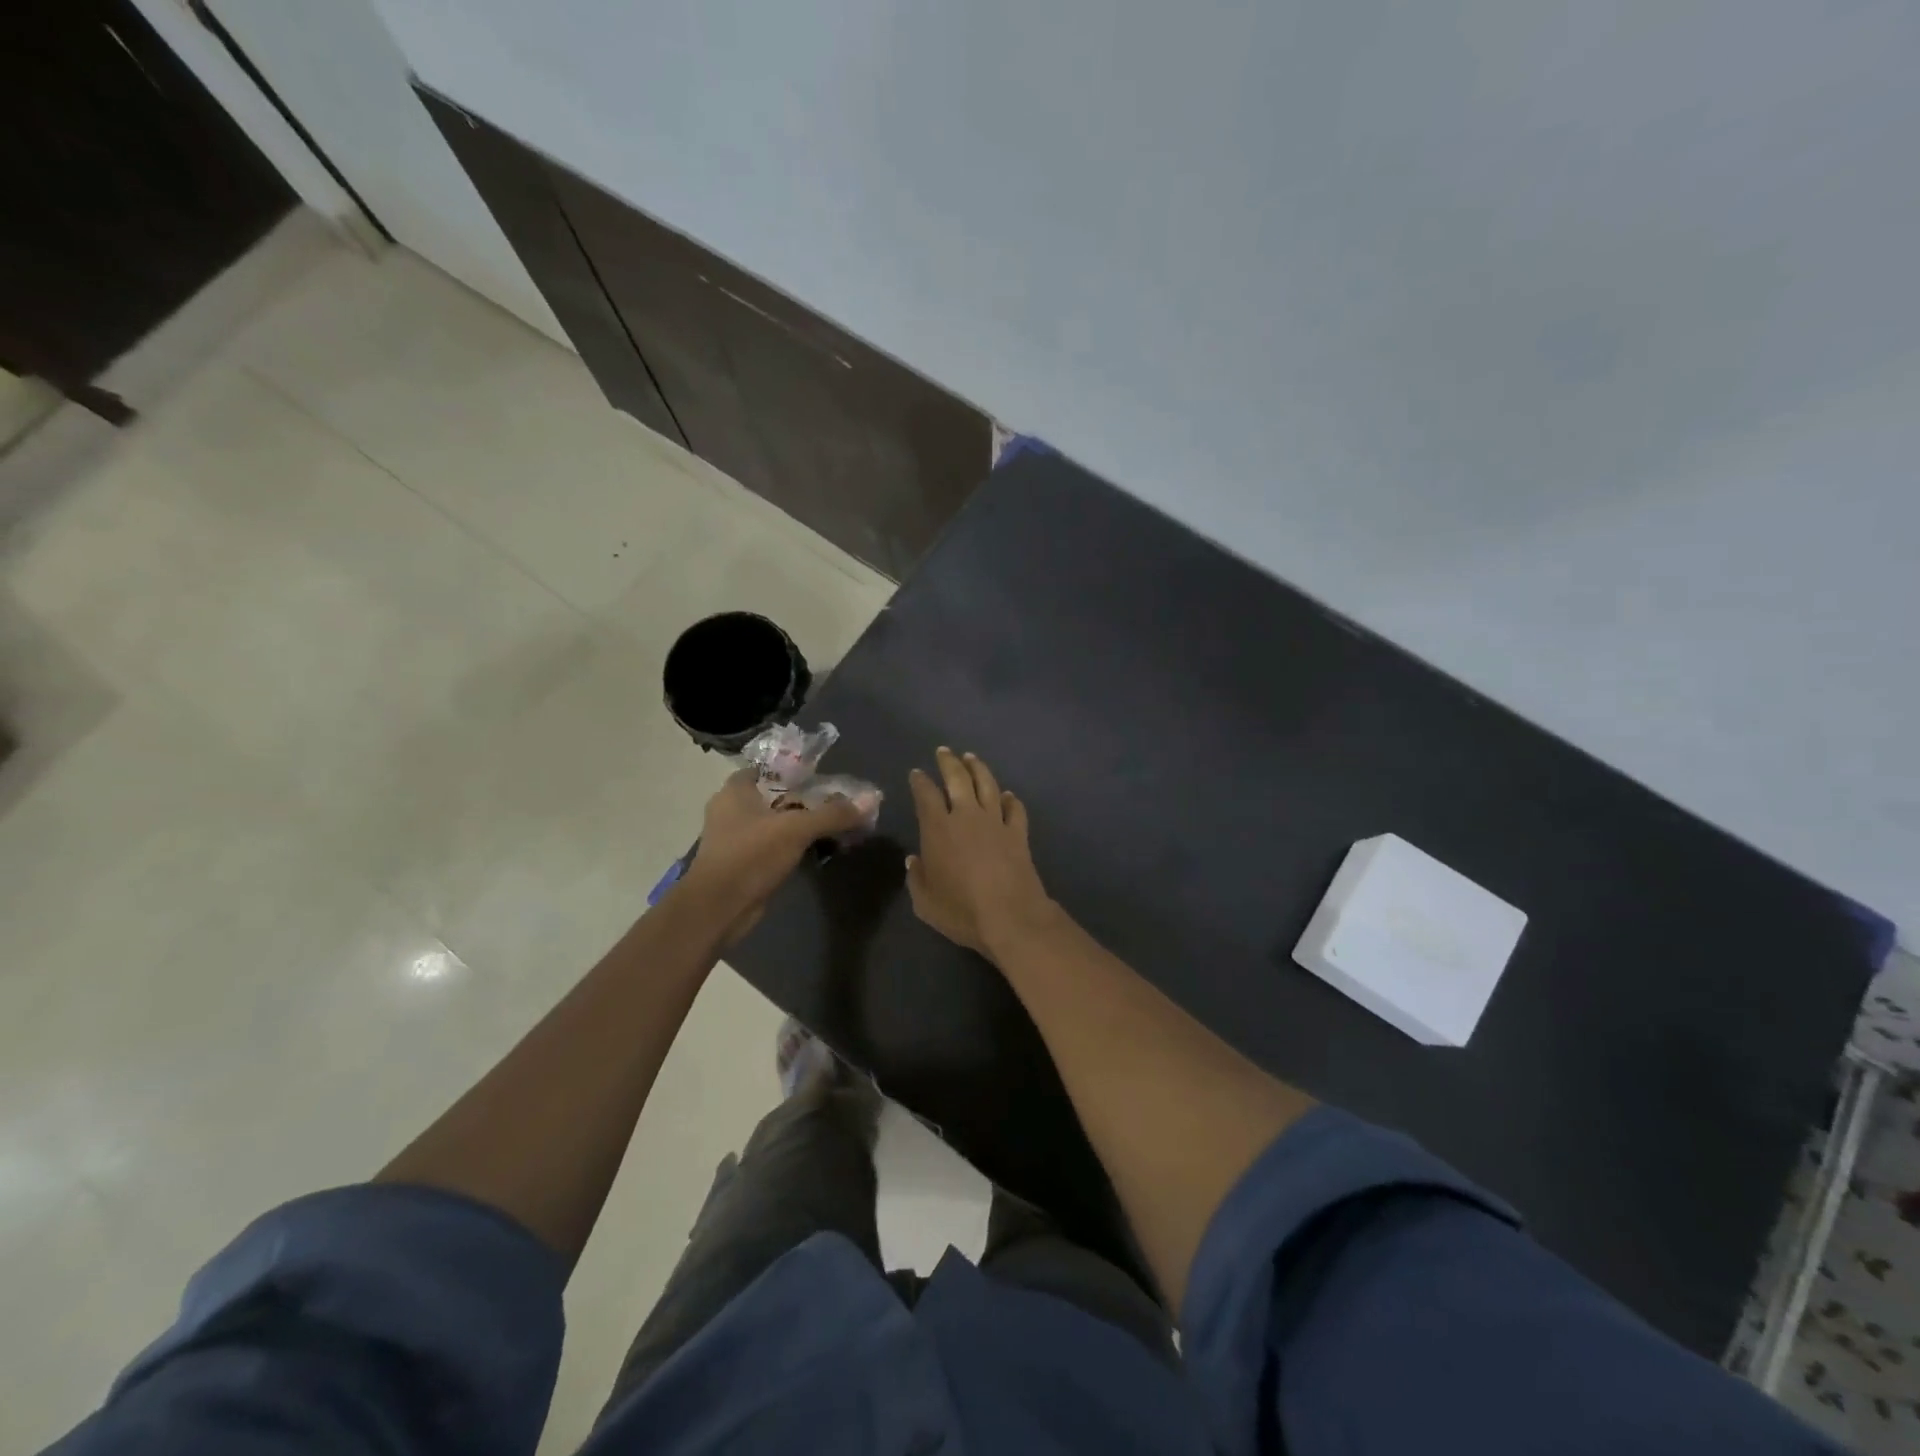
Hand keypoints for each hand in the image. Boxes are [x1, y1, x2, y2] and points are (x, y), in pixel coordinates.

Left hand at [679, 770, 868, 943]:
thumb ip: (833, 814)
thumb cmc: (750, 856)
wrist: (718, 909)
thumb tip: (871, 799)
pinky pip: (773, 846)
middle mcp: (731, 810)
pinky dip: (793, 846)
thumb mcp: (796, 829)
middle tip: (837, 802)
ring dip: (801, 825)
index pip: (769, 768)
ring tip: (834, 826)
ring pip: (776, 823)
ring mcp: (735, 838)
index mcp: (735, 791)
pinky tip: (817, 849)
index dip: (796, 770)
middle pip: (776, 796)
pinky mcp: (743, 863)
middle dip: (805, 800)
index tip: (824, 777)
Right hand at [906, 748, 1055, 959]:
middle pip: (958, 779)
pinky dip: (1010, 799)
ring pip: (987, 785)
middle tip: (944, 751)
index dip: (919, 782)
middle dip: (949, 762)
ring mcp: (996, 822)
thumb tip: (914, 860)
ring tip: (971, 758)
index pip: (926, 795)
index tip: (916, 773)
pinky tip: (1007, 795)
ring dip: (978, 769)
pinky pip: (1014, 809)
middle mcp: (967, 816)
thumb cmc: (961, 910)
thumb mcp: (925, 902)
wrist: (1010, 916)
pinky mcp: (1018, 834)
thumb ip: (917, 878)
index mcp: (938, 829)